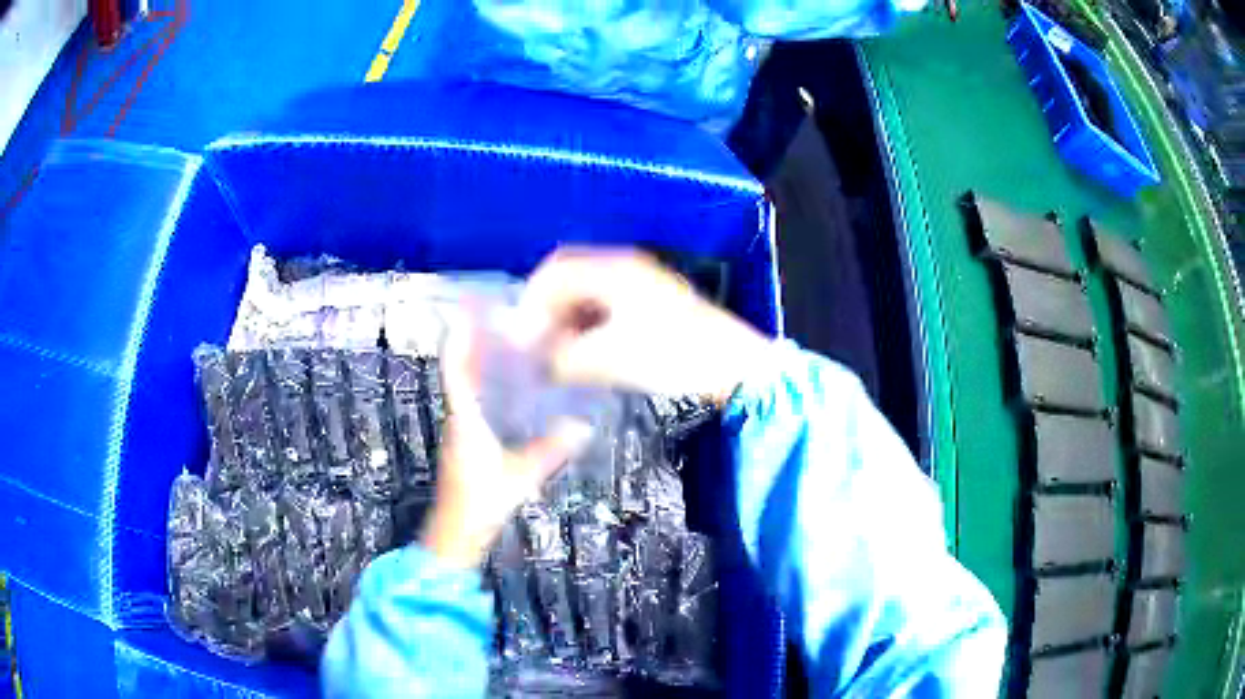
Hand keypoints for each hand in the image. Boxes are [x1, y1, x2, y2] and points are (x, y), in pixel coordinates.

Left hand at [422, 320, 591, 568]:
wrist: (453, 535)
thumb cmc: (480, 503)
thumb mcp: (519, 477)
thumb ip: (549, 451)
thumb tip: (582, 426)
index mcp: (464, 421)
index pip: (457, 371)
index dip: (460, 340)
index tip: (467, 311)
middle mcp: (457, 420)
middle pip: (459, 373)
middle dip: (471, 344)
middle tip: (494, 320)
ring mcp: (458, 432)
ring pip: (464, 387)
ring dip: (476, 363)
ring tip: (502, 343)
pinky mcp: (463, 444)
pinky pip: (470, 401)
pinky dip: (482, 385)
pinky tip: (504, 386)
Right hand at [520, 248, 771, 404]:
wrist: (733, 364)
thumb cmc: (672, 354)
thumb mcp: (610, 358)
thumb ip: (564, 358)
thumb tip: (537, 363)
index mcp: (613, 268)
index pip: (555, 271)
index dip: (530, 301)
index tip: (520, 337)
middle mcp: (624, 266)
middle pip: (569, 278)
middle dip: (546, 310)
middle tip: (535, 346)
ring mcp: (640, 282)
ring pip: (587, 293)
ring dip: (566, 320)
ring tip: (556, 354)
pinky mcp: (651, 302)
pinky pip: (606, 306)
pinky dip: (588, 326)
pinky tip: (584, 353)